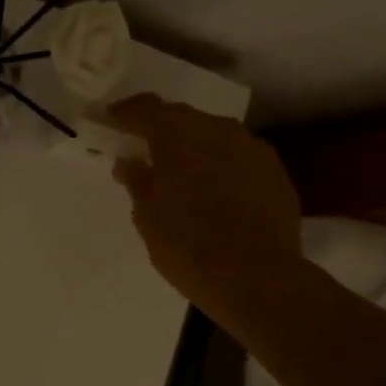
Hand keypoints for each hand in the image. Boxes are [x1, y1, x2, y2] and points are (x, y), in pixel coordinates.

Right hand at [105, 94, 302, 328]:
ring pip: (214, 135)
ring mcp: (252, 147)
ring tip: (183, 174)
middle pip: (183, 117)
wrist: (256, 278)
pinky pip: (239, 157)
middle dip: (161, 129)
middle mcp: (217, 129)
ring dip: (195, 147)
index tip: (110, 121)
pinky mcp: (275, 171)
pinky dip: (222, 166)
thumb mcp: (147, 217)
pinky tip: (216, 192)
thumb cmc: (188, 246)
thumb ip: (137, 181)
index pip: (146, 108)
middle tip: (145, 150)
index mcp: (178, 134)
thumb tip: (129, 162)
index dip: (125, 113)